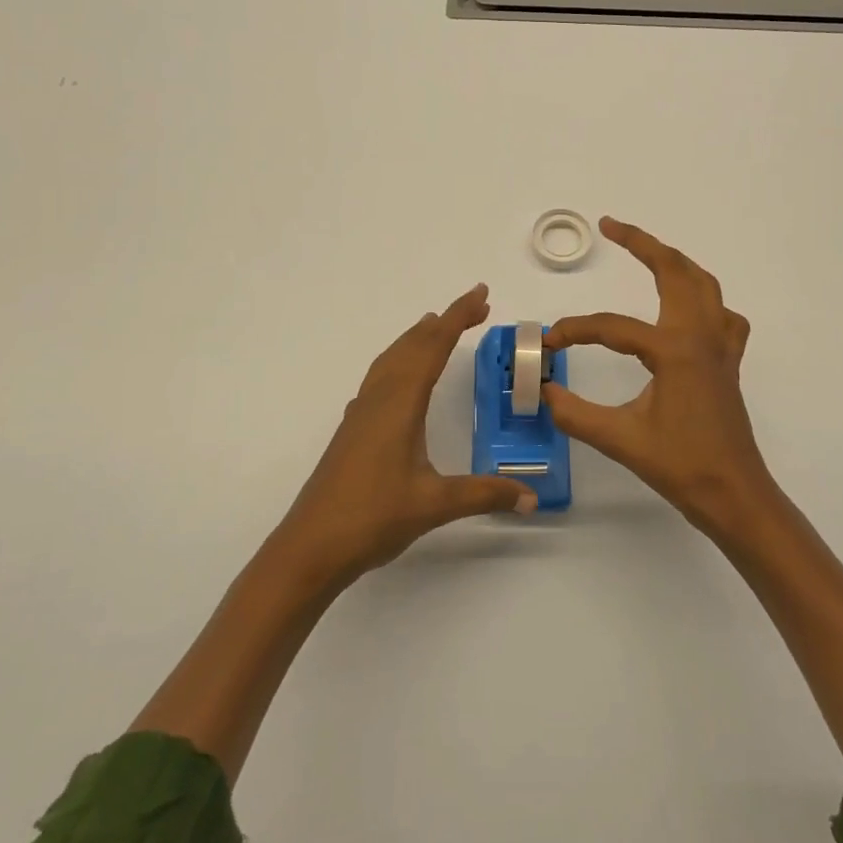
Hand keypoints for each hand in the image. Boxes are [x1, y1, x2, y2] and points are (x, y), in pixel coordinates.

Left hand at [275, 284, 536, 583]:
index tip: (481, 295)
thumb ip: (485, 494)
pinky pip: (380, 378)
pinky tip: (400, 378)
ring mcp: (361, 413)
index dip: (459, 318)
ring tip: (436, 326)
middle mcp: (379, 399)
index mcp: (400, 404)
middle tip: (476, 305)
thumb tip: (532, 498)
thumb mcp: (435, 505)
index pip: (434, 347)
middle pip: (413, 345)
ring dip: (418, 338)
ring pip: (392, 360)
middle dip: (444, 321)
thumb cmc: (372, 518)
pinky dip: (399, 361)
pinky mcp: (352, 430)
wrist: (309, 547)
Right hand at [544, 219, 776, 536]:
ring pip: (704, 284)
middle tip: (611, 226)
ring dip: (675, 262)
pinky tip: (689, 313)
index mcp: (674, 349)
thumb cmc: (681, 467)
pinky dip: (706, 300)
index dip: (576, 330)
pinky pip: (723, 315)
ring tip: (648, 253)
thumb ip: (575, 413)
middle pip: (676, 270)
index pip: (612, 328)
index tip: (550, 342)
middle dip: (643, 243)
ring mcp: (720, 346)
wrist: (735, 495)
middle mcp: (701, 336)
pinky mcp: (728, 362)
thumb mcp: (621, 440)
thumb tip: (544, 391)